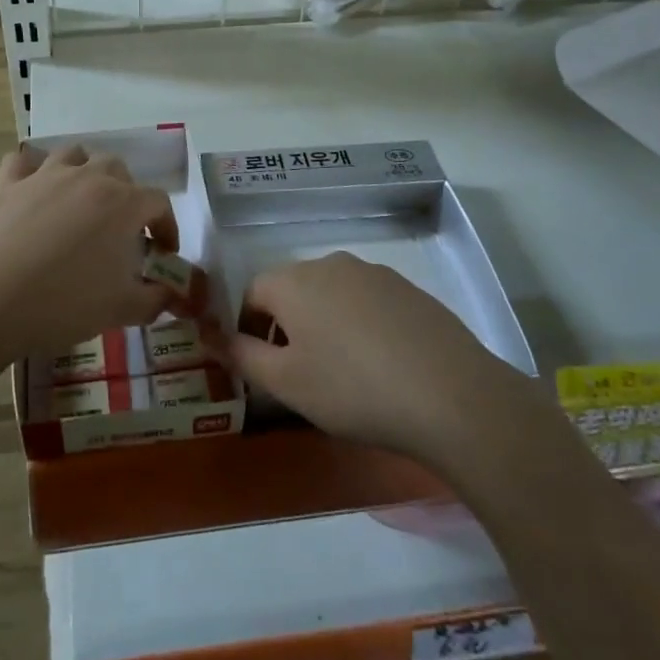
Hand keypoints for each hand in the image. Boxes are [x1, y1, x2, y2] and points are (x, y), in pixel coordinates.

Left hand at [0, 144, 182, 365]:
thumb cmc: (65, 303)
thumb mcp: (122, 309)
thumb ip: (155, 299)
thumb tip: (170, 295)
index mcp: (123, 204)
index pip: (159, 202)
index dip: (167, 226)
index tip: (163, 252)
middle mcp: (88, 178)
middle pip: (118, 169)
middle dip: (127, 194)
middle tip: (121, 228)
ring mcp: (46, 176)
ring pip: (74, 155)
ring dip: (84, 172)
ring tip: (81, 200)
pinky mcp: (9, 184)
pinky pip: (21, 162)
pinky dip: (30, 170)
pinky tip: (31, 188)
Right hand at [217, 252, 527, 466]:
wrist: (451, 395)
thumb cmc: (352, 389)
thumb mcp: (286, 383)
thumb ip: (241, 356)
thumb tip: (207, 334)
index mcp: (293, 280)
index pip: (252, 292)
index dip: (248, 329)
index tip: (262, 367)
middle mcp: (330, 263)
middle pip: (292, 289)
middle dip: (286, 326)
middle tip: (300, 374)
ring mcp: (374, 272)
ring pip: (331, 294)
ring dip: (324, 324)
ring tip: (342, 372)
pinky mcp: (408, 289)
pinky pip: (367, 301)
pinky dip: (360, 325)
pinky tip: (380, 364)